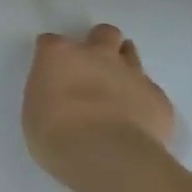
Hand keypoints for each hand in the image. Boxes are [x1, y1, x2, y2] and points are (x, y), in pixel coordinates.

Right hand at [23, 24, 174, 183]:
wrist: (108, 157)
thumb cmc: (56, 137)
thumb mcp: (35, 114)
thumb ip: (49, 95)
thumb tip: (60, 97)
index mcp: (60, 55)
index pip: (51, 42)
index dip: (52, 56)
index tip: (51, 72)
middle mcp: (97, 55)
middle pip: (103, 33)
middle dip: (99, 44)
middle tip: (92, 68)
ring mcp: (131, 73)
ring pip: (130, 53)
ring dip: (123, 65)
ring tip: (117, 89)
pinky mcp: (157, 96)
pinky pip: (149, 89)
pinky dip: (141, 99)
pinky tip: (136, 119)